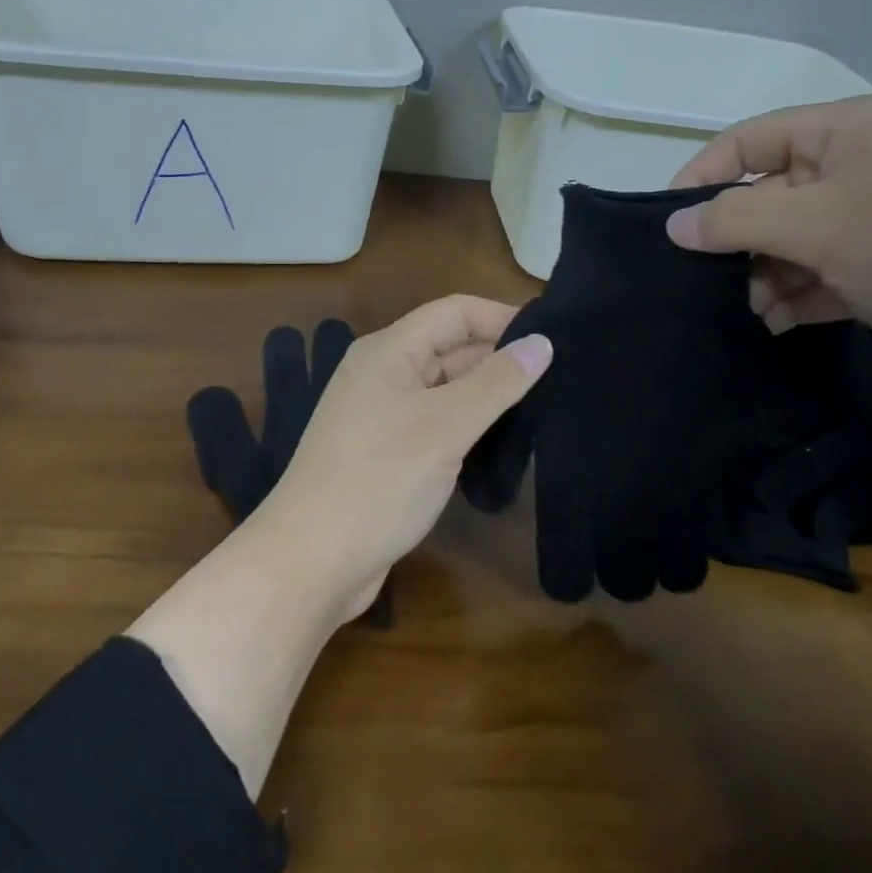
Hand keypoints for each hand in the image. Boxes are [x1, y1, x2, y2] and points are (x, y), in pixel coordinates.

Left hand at [248, 294, 552, 619]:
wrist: (312, 560)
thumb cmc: (379, 481)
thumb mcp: (445, 426)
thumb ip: (496, 383)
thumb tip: (542, 342)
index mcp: (388, 352)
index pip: (454, 312)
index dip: (502, 317)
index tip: (553, 339)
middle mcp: (382, 374)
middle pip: (449, 348)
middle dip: (499, 357)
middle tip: (560, 378)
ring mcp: (381, 415)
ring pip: (444, 388)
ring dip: (486, 394)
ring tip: (544, 407)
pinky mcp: (385, 452)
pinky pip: (434, 422)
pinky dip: (466, 425)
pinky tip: (501, 441)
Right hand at [664, 96, 871, 396]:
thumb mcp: (821, 223)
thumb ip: (737, 219)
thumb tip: (674, 225)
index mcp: (844, 134)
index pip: (748, 142)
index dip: (702, 177)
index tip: (665, 228)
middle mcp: (855, 172)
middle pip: (765, 197)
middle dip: (733, 240)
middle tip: (706, 284)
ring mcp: (871, 225)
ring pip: (787, 244)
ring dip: (761, 276)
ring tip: (751, 311)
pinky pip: (817, 278)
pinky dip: (792, 299)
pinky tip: (777, 323)